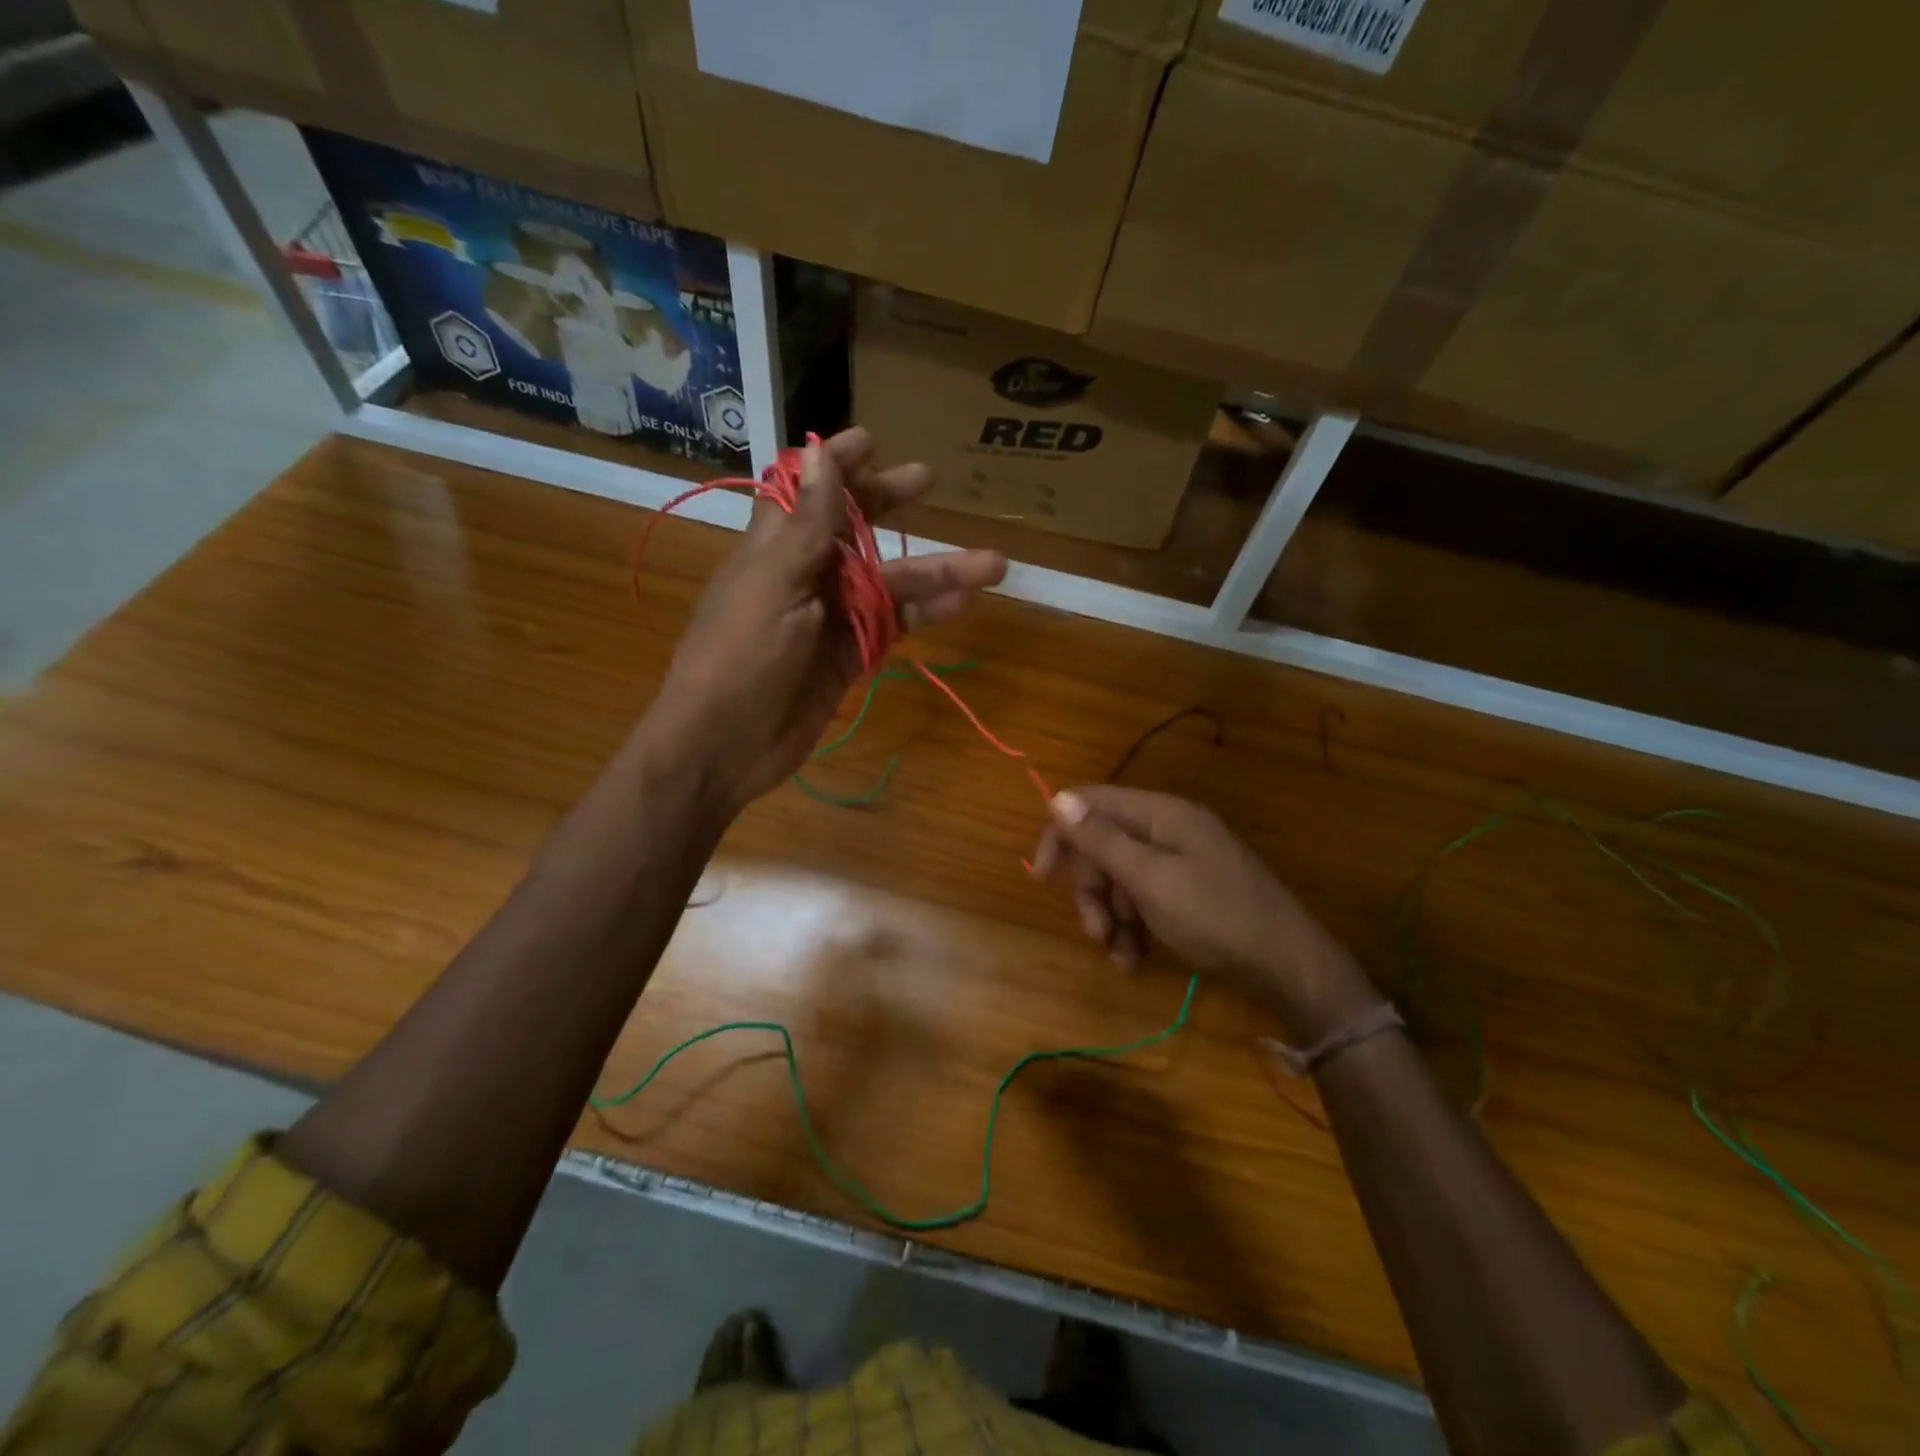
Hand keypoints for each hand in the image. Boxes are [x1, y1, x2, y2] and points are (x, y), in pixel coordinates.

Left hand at [648, 427, 1005, 809]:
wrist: (726, 744)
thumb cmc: (739, 656)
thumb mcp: (774, 584)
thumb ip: (806, 525)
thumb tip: (819, 452)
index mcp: (775, 547)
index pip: (804, 490)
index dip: (835, 465)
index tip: (872, 440)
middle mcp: (805, 574)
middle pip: (854, 529)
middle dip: (890, 503)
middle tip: (928, 481)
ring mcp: (832, 617)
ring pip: (889, 582)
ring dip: (937, 572)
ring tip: (993, 564)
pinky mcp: (850, 655)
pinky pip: (894, 625)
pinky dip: (926, 614)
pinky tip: (963, 604)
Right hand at [1031, 786, 1381, 1038]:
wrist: (1290, 967)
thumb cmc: (1215, 916)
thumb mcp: (1149, 879)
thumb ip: (1101, 839)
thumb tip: (1057, 798)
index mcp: (1160, 813)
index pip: (1090, 802)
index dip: (1060, 834)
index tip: (1042, 878)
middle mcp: (1169, 829)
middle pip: (1104, 845)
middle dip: (1091, 889)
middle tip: (1094, 930)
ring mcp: (1182, 861)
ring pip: (1121, 878)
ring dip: (1111, 916)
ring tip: (1118, 954)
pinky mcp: (1191, 892)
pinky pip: (1146, 900)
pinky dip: (1134, 928)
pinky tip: (1135, 961)